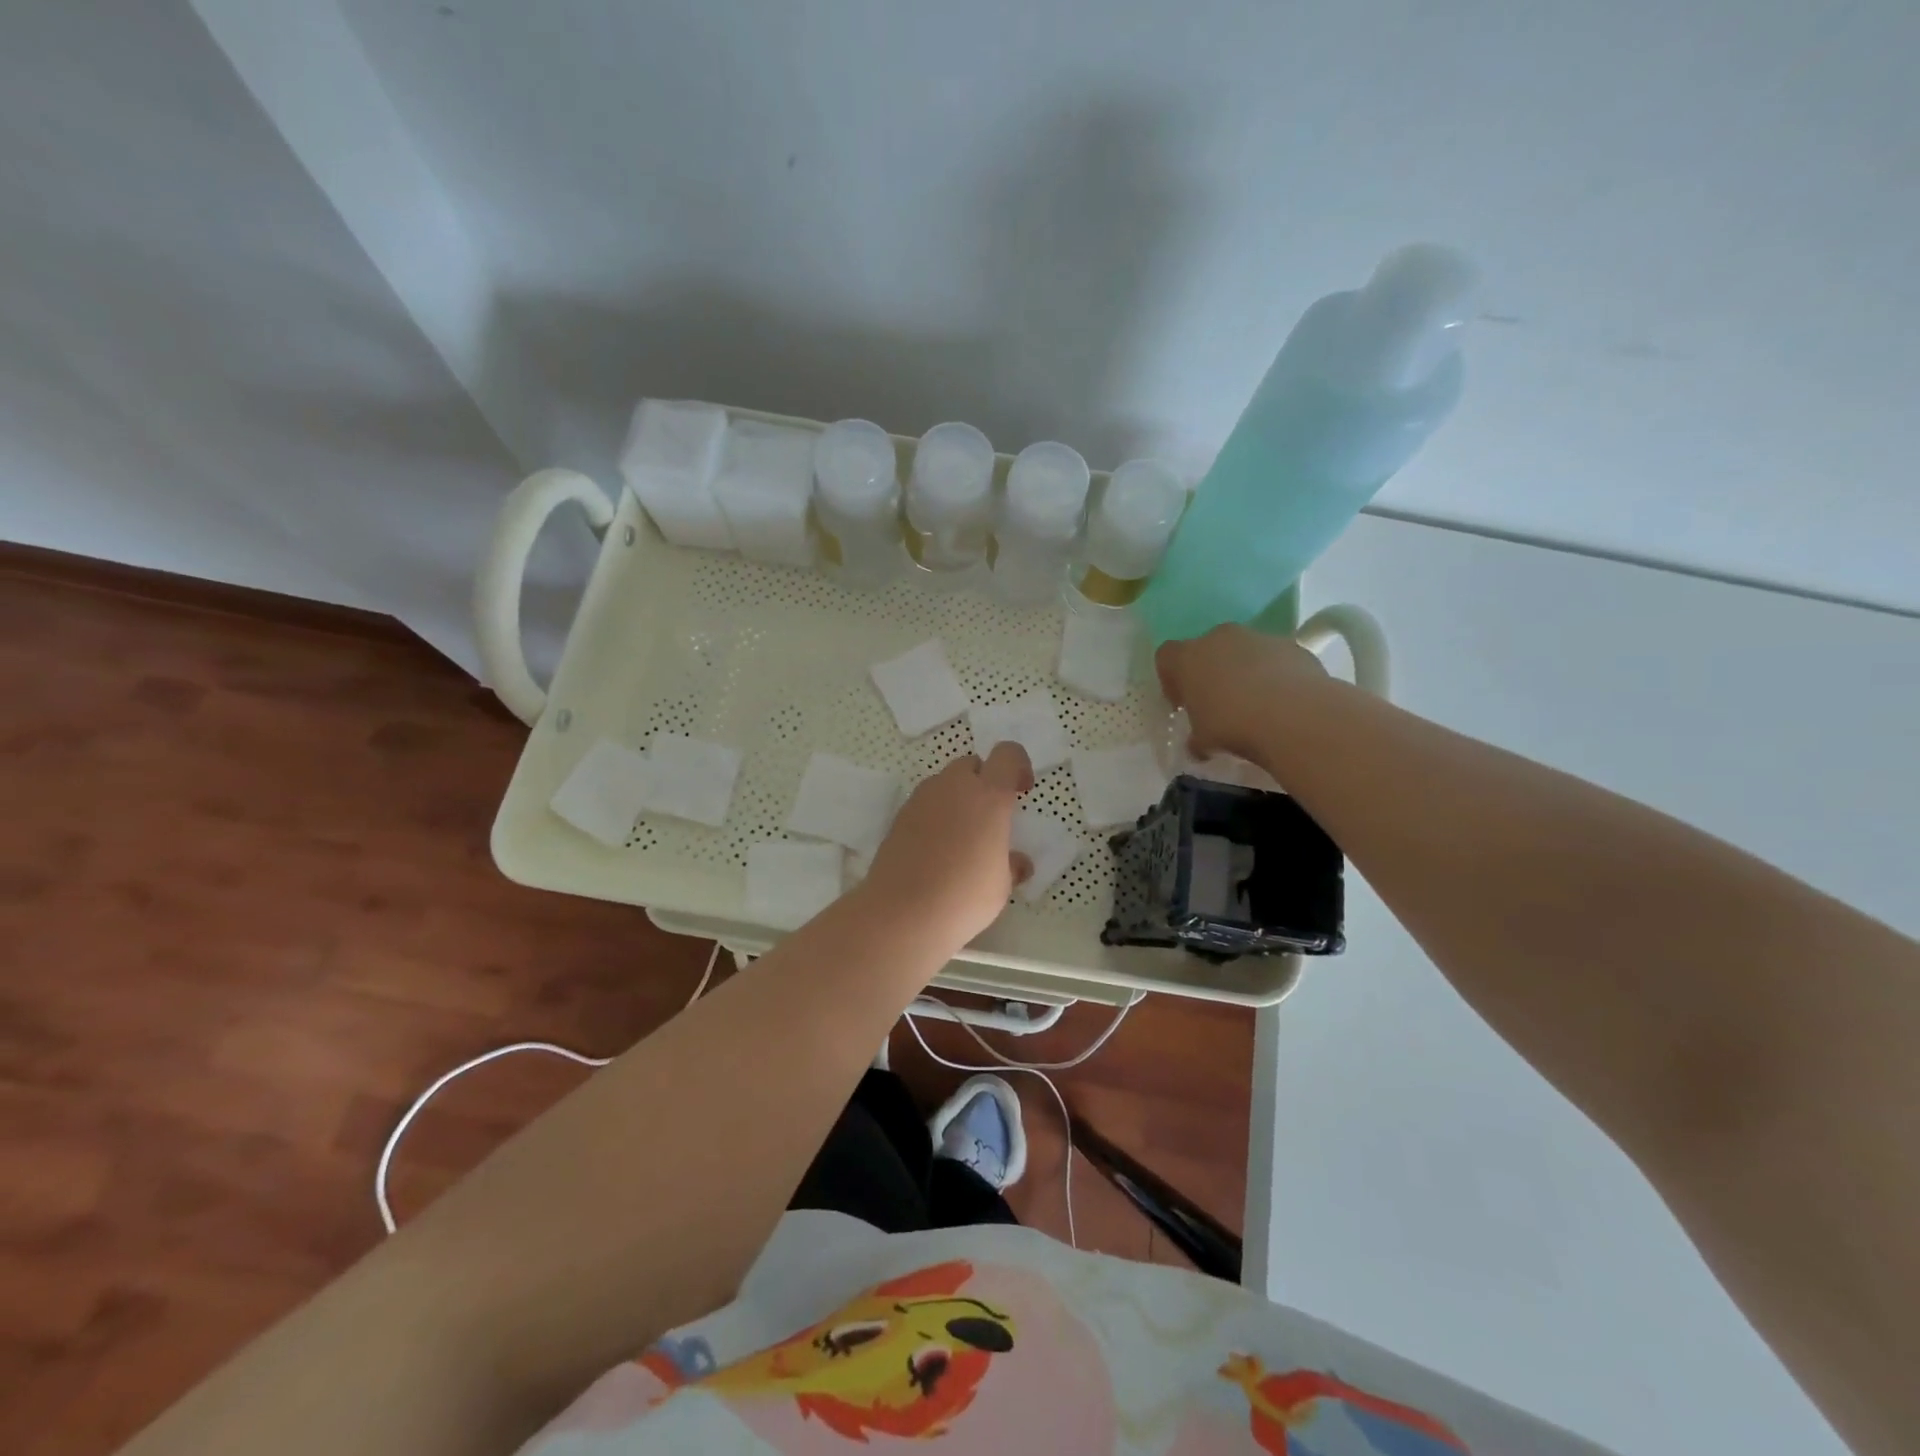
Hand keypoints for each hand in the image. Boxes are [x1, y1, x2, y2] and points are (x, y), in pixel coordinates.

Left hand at [857, 742, 1034, 948]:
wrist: (902, 913)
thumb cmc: (964, 896)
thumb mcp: (1001, 885)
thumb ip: (1011, 865)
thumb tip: (1018, 863)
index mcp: (988, 796)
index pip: (1007, 755)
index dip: (1018, 766)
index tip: (1021, 791)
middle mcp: (954, 787)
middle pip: (972, 765)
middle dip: (984, 782)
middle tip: (990, 818)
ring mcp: (921, 799)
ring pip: (945, 783)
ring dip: (957, 798)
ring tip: (961, 838)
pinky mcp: (899, 817)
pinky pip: (924, 804)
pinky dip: (935, 816)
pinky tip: (936, 850)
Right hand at [1156, 624, 1327, 759]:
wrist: (1294, 716)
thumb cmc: (1232, 725)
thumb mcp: (1202, 741)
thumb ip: (1196, 737)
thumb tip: (1199, 745)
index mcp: (1187, 657)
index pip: (1166, 657)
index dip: (1171, 679)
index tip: (1181, 703)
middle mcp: (1220, 638)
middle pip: (1207, 649)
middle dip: (1210, 672)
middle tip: (1218, 703)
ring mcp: (1259, 638)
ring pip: (1244, 651)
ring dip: (1244, 672)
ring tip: (1255, 705)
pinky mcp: (1292, 646)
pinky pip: (1275, 659)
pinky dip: (1275, 676)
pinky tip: (1282, 702)